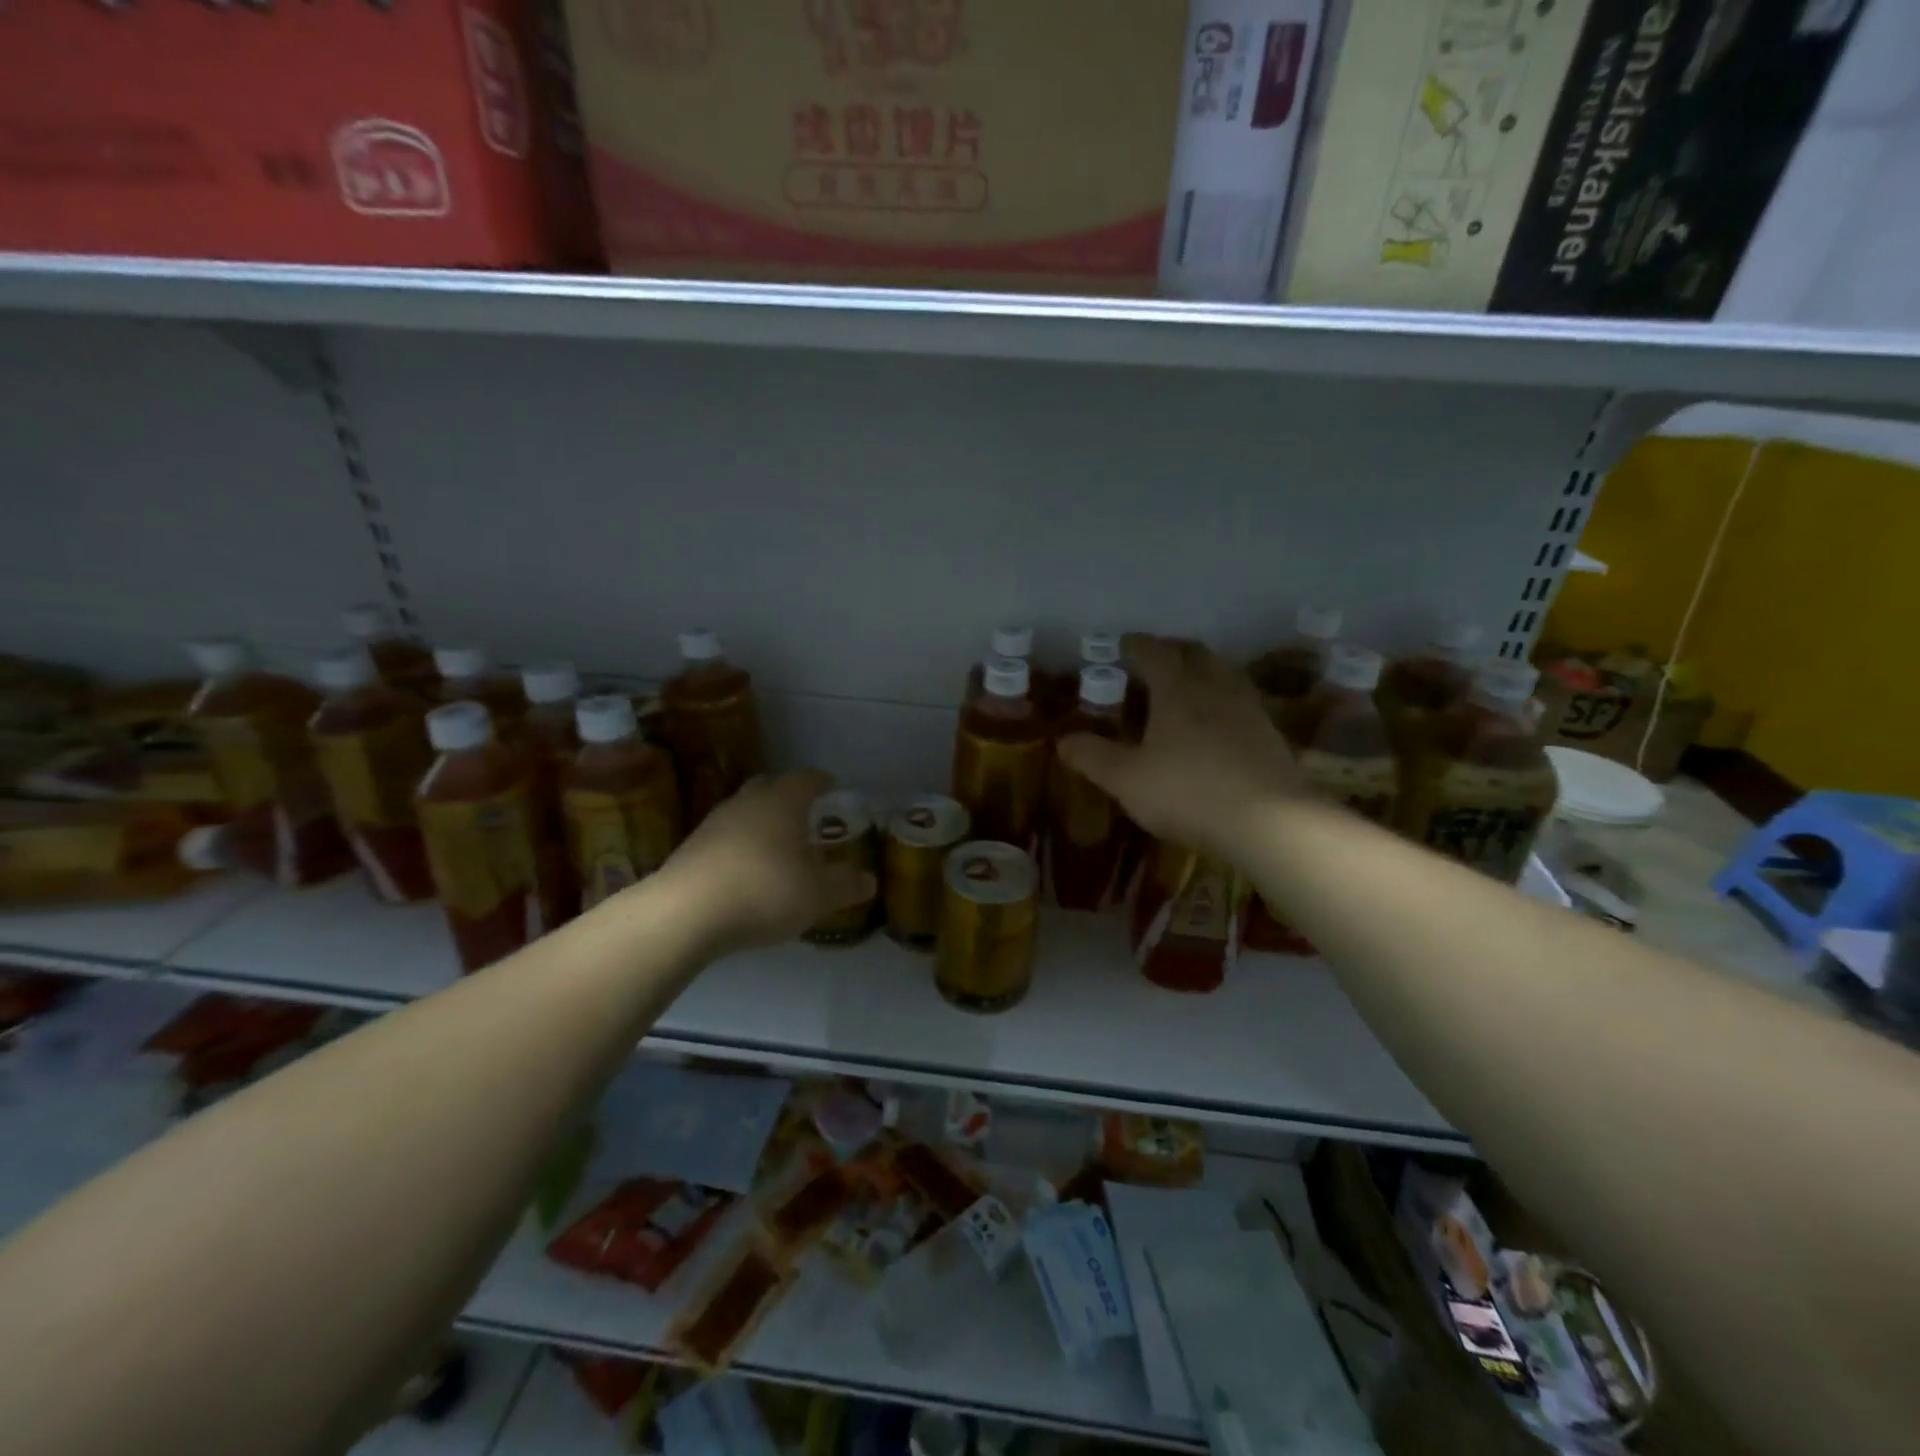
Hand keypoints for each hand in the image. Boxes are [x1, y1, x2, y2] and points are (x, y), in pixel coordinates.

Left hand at [655, 769, 874, 954]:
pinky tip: (746, 871)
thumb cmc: (764, 891)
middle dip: (788, 796)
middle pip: (770, 786)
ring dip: (760, 822)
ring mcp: (714, 823)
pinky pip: (724, 837)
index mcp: (782, 802)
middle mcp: (747, 803)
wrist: (685, 914)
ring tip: (776, 846)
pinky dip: (739, 846)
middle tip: (805, 815)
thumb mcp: (817, 895)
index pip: (807, 779)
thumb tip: (869, 880)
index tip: (833, 787)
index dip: (822, 782)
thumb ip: (845, 885)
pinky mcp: (690, 848)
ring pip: (744, 811)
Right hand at [1056, 636, 1301, 861]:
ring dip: (1203, 670)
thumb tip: (1062, 740)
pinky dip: (1225, 698)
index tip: (1124, 644)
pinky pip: (1243, 701)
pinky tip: (1219, 721)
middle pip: (1196, 654)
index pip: (1156, 653)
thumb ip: (1093, 757)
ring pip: (1225, 673)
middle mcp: (1215, 688)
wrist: (1269, 822)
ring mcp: (1248, 709)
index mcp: (1178, 690)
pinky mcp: (1270, 734)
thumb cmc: (1188, 793)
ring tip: (1188, 685)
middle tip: (1156, 660)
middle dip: (1173, 651)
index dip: (1137, 645)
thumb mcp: (1127, 780)